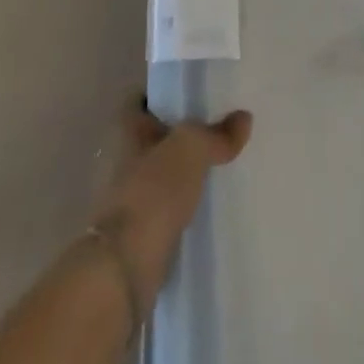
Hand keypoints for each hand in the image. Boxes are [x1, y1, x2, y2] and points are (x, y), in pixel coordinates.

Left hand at [92, 99, 251, 307]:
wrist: (123, 268)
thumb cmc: (151, 192)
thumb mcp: (191, 149)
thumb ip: (216, 134)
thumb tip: (244, 118)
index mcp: (125, 128)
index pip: (142, 99)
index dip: (167, 95)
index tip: (197, 96)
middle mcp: (119, 157)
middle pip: (153, 137)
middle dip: (180, 136)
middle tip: (217, 131)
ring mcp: (125, 197)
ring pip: (159, 173)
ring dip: (182, 173)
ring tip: (218, 168)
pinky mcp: (134, 232)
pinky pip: (163, 207)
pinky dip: (180, 205)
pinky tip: (206, 206)